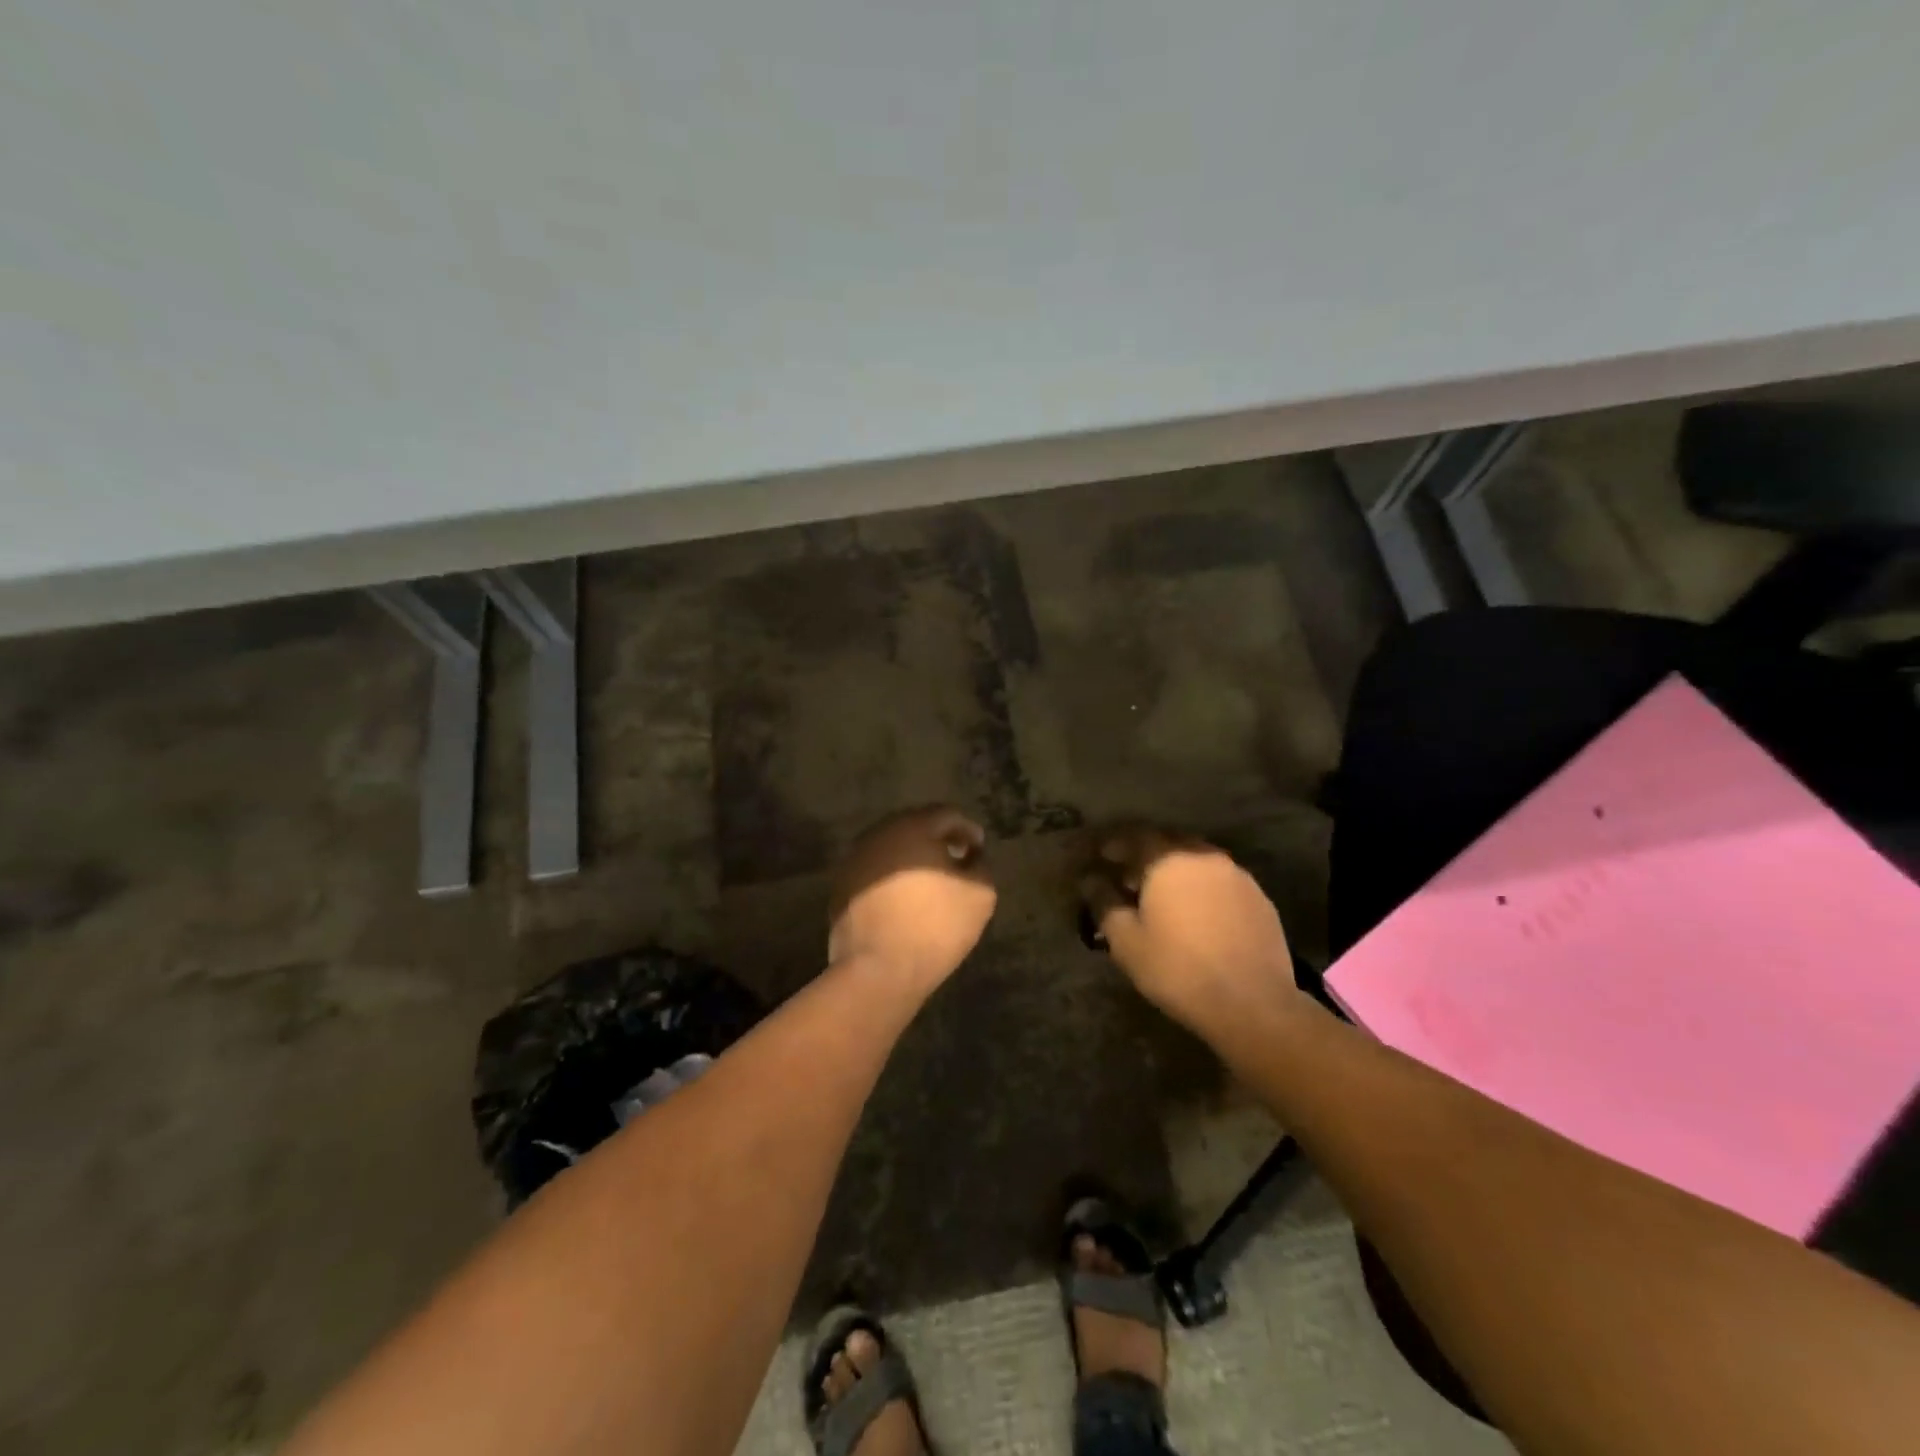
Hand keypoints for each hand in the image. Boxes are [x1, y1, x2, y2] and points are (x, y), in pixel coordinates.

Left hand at [828, 806, 996, 988]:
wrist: (878, 970)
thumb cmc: (935, 926)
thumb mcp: (980, 895)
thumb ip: (981, 866)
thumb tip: (971, 857)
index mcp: (912, 827)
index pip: (947, 815)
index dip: (968, 830)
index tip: (978, 851)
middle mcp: (878, 834)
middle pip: (915, 827)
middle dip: (938, 840)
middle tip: (956, 861)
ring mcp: (854, 860)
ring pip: (892, 849)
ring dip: (913, 860)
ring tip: (931, 883)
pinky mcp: (841, 887)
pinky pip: (874, 872)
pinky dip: (892, 878)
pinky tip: (904, 901)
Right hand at [1080, 826, 1301, 1031]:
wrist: (1252, 1003)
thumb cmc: (1178, 969)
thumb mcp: (1126, 941)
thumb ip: (1104, 903)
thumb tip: (1091, 880)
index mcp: (1169, 859)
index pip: (1135, 836)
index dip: (1115, 844)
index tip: (1101, 856)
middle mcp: (1204, 856)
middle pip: (1169, 843)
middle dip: (1146, 855)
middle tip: (1129, 876)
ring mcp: (1237, 876)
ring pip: (1198, 862)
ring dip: (1177, 871)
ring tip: (1163, 896)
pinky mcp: (1260, 899)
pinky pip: (1221, 882)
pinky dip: (1203, 889)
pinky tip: (1198, 914)